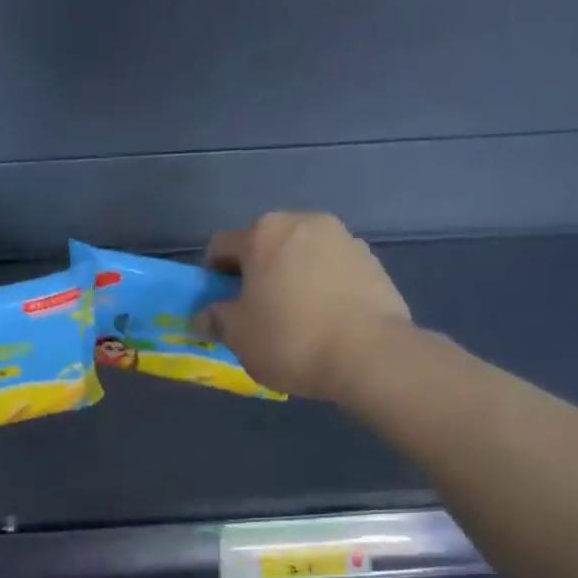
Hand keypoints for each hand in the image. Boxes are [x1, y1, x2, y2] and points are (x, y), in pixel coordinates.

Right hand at [198, 212, 413, 401]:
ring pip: (302, 257)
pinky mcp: (373, 263)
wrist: (368, 355)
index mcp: (264, 233)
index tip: (219, 306)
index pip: (221, 247)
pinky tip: (324, 322)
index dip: (213, 277)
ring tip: (294, 320)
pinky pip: (333, 271)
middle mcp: (304, 223)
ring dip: (291, 279)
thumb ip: (215, 319)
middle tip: (255, 313)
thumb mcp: (237, 335)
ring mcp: (344, 240)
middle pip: (266, 246)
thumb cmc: (289, 338)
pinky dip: (322, 289)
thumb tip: (205, 316)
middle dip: (256, 274)